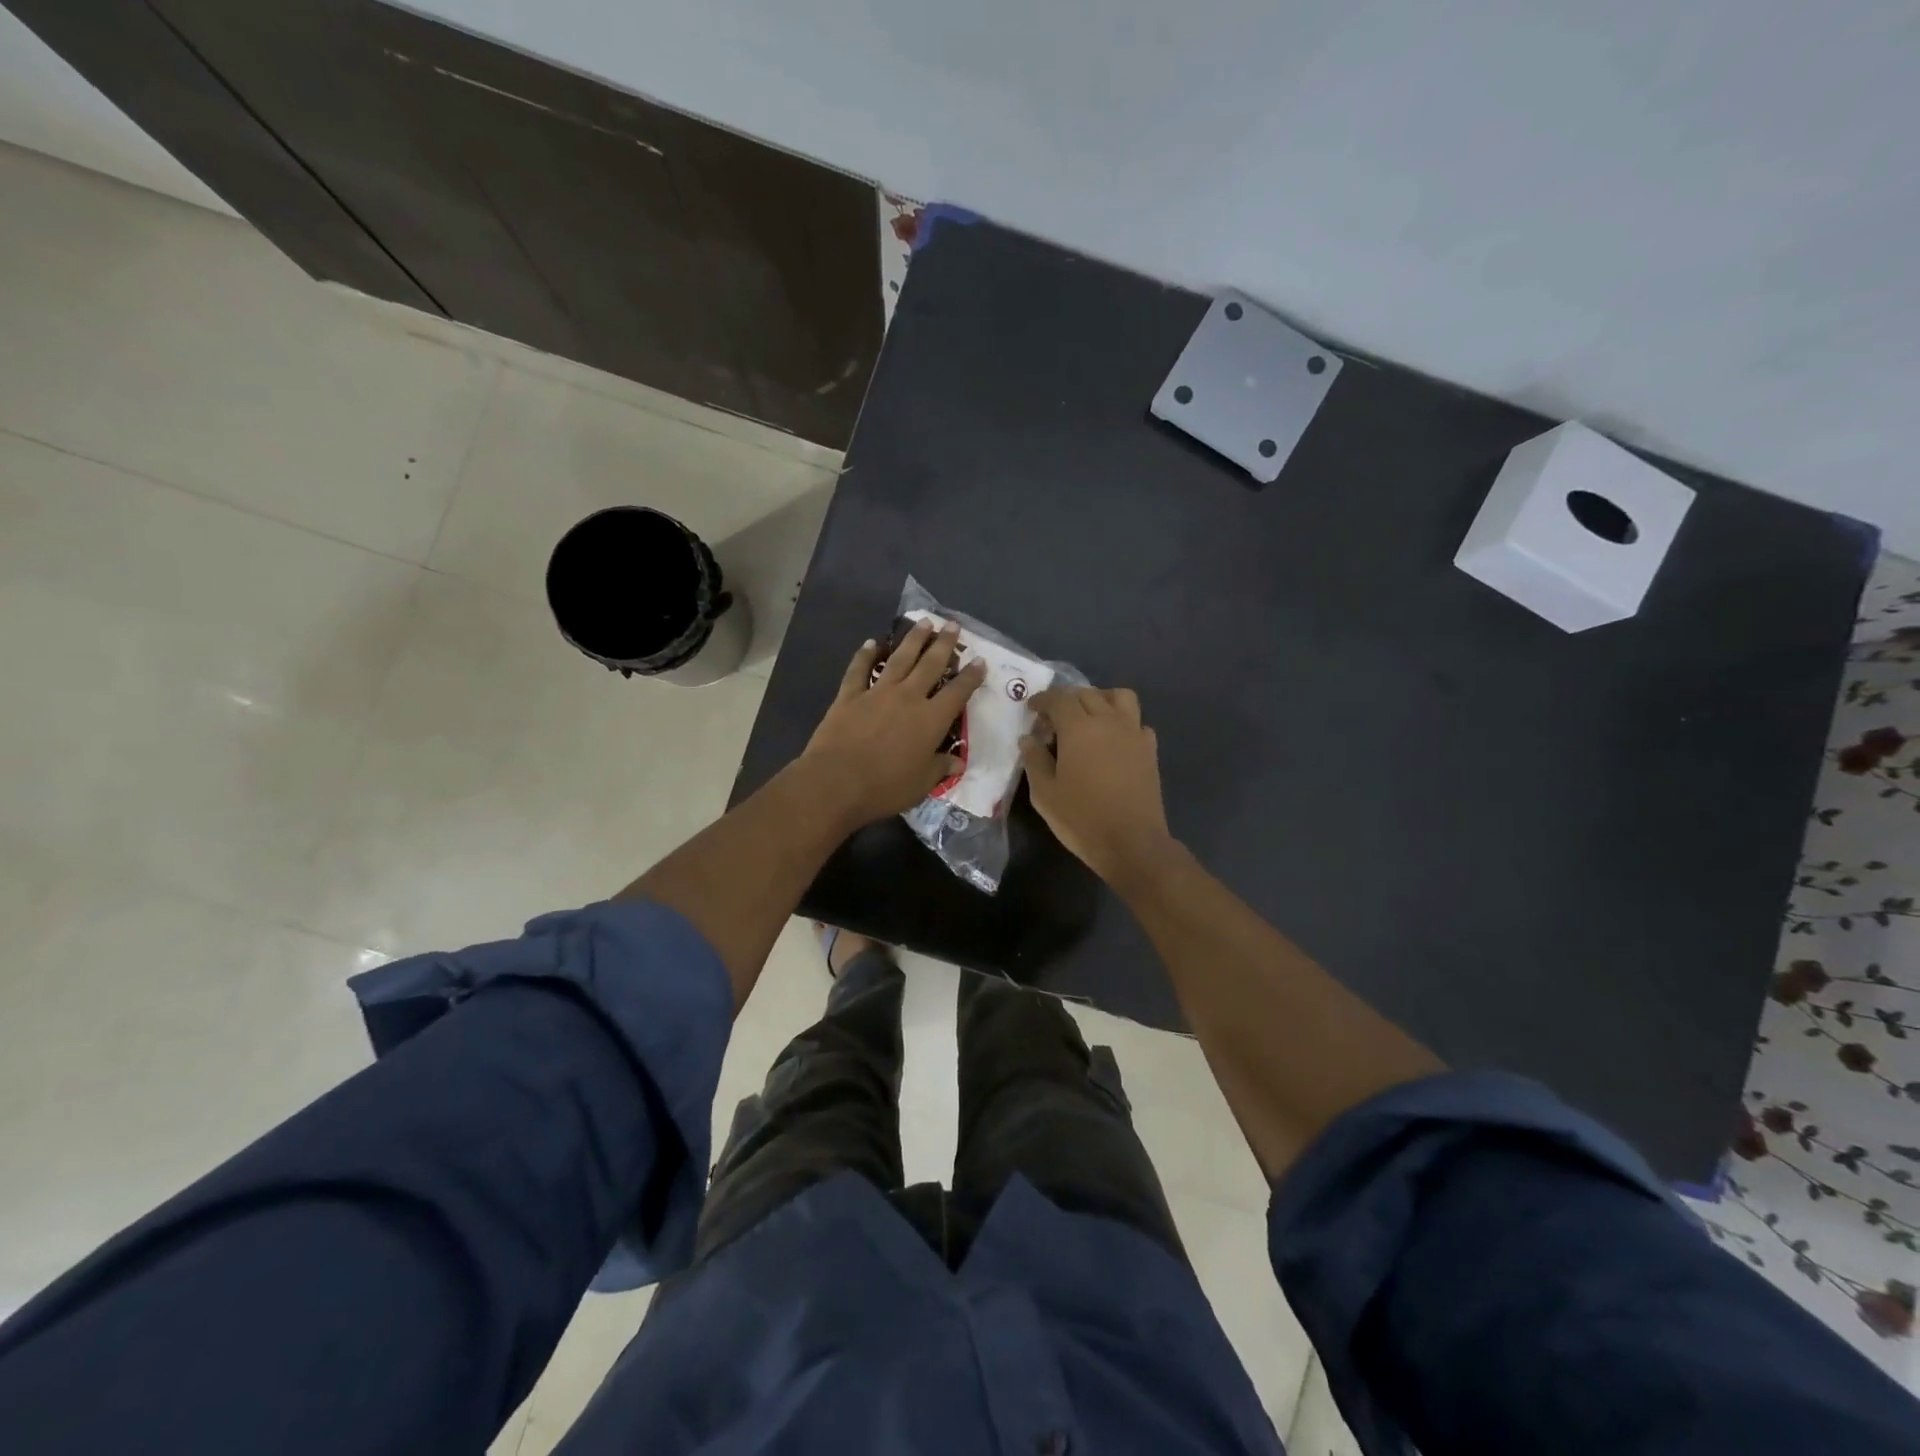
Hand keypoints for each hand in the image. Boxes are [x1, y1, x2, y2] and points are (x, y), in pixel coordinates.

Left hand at [800, 620, 986, 826]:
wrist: (836, 782)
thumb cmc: (885, 787)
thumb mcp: (921, 784)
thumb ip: (940, 767)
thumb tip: (957, 762)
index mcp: (931, 720)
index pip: (958, 692)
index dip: (971, 676)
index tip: (979, 661)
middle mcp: (908, 697)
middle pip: (930, 664)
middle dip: (944, 644)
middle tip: (953, 626)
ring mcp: (877, 693)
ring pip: (900, 658)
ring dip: (913, 639)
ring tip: (924, 622)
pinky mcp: (849, 696)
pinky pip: (859, 669)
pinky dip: (865, 654)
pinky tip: (872, 643)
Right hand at [1021, 686, 1174, 884]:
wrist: (1132, 843)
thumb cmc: (1081, 818)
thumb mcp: (1044, 793)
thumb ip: (1034, 760)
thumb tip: (1029, 738)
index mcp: (1079, 727)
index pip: (1059, 698)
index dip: (1043, 700)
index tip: (1032, 710)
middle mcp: (1109, 721)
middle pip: (1087, 694)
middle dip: (1067, 700)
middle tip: (1054, 721)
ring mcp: (1134, 733)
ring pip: (1119, 697)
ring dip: (1100, 699)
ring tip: (1088, 718)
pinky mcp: (1150, 750)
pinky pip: (1136, 722)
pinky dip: (1122, 722)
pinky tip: (1113, 742)